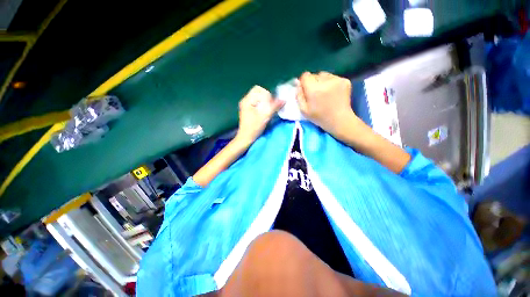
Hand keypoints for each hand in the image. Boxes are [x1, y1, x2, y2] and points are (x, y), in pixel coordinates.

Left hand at [235, 86, 284, 146]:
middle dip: (266, 98)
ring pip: (258, 98)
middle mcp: (245, 100)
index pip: (259, 89)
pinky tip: (264, 112)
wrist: (245, 138)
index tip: (271, 104)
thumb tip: (284, 100)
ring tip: (268, 110)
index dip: (267, 95)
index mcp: (247, 100)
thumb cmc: (254, 128)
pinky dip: (262, 105)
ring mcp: (246, 105)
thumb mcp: (265, 117)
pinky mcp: (248, 110)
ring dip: (265, 102)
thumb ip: (274, 107)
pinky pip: (257, 103)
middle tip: (270, 107)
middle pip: (258, 92)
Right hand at [296, 71, 357, 134]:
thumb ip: (299, 96)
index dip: (304, 82)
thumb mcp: (304, 110)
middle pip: (315, 74)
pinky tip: (333, 93)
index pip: (305, 76)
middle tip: (316, 93)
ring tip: (325, 93)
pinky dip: (331, 83)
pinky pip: (333, 77)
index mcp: (314, 89)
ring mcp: (337, 80)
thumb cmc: (319, 117)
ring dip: (322, 81)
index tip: (306, 89)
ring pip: (325, 75)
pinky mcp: (345, 80)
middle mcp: (325, 81)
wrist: (339, 120)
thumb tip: (298, 84)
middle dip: (313, 82)